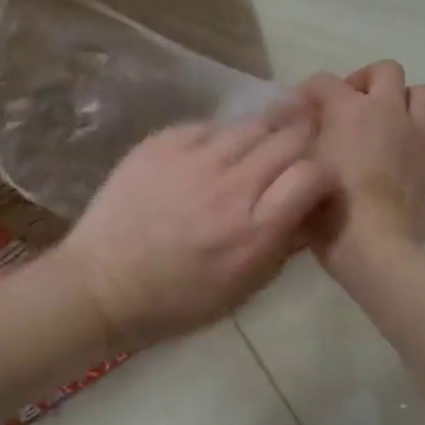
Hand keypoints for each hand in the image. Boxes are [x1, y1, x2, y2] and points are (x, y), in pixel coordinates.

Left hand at [56, 97, 336, 346]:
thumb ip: (282, 245)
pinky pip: (209, 126)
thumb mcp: (244, 288)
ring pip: (251, 124)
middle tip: (300, 145)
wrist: (102, 284)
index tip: (315, 182)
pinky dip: (221, 137)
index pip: (313, 175)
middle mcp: (230, 186)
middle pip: (288, 138)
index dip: (322, 174)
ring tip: (263, 142)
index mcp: (254, 230)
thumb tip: (307, 208)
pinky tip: (215, 151)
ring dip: (266, 132)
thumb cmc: (178, 300)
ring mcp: (193, 159)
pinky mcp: (162, 142)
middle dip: (302, 141)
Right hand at [299, 61, 424, 283]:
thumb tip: (298, 130)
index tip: (299, 110)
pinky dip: (423, 140)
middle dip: (367, 81)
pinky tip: (408, 157)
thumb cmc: (328, 212)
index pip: (324, 81)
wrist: (376, 248)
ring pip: (422, 95)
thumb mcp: (296, 173)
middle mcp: (388, 112)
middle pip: (386, 71)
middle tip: (352, 106)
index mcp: (348, 110)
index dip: (308, 90)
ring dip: (403, 103)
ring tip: (387, 126)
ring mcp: (419, 136)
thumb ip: (296, 144)